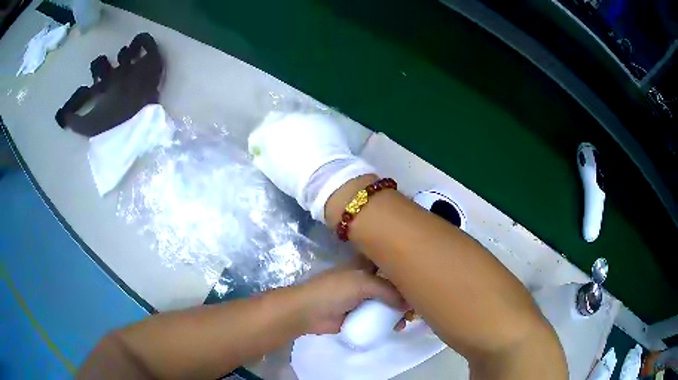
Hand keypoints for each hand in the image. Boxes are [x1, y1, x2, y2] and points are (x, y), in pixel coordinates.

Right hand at [248, 112, 374, 222]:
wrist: (325, 175)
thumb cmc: (293, 178)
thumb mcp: (270, 172)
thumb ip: (263, 159)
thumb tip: (261, 155)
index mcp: (267, 132)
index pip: (256, 136)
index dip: (257, 146)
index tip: (260, 155)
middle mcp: (285, 119)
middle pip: (274, 120)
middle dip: (275, 131)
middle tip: (281, 145)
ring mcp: (305, 117)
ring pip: (295, 119)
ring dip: (295, 129)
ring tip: (302, 143)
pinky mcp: (323, 120)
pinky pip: (313, 122)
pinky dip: (312, 130)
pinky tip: (318, 142)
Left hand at [293, 260, 407, 334]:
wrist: (308, 312)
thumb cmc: (334, 290)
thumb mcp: (362, 283)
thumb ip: (387, 290)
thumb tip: (408, 303)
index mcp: (364, 265)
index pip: (388, 263)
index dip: (403, 268)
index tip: (420, 276)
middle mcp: (365, 280)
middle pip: (390, 285)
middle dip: (405, 293)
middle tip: (417, 304)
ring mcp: (362, 299)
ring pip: (386, 302)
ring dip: (399, 310)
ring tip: (408, 319)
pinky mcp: (358, 315)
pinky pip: (378, 318)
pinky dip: (389, 322)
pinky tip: (397, 328)